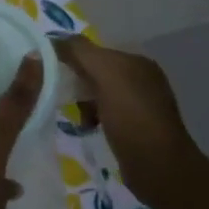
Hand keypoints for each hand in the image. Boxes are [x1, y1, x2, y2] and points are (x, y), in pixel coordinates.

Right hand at [52, 36, 194, 171]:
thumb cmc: (132, 118)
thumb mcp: (106, 75)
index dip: (70, 56)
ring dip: (82, 102)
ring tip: (78, 117)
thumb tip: (53, 39)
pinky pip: (103, 112)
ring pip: (97, 92)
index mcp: (136, 61)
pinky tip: (88, 127)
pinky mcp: (134, 127)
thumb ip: (80, 52)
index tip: (48, 71)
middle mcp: (140, 78)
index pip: (94, 49)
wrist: (159, 168)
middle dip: (76, 81)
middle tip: (61, 96)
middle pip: (94, 70)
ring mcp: (138, 104)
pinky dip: (92, 117)